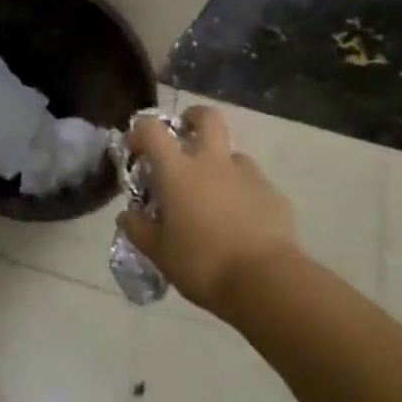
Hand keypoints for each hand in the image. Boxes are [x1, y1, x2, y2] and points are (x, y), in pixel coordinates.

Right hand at [119, 105, 301, 317]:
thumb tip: (127, 214)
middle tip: (186, 137)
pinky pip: (255, 185)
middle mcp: (212, 162)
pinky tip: (244, 222)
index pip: (152, 129)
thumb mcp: (159, 253)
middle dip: (194, 118)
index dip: (140, 131)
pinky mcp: (274, 195)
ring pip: (233, 154)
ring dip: (222, 165)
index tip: (136, 148)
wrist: (267, 283)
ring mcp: (247, 175)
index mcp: (177, 170)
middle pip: (207, 117)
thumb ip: (138, 229)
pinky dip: (245, 194)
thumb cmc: (203, 264)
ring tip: (217, 196)